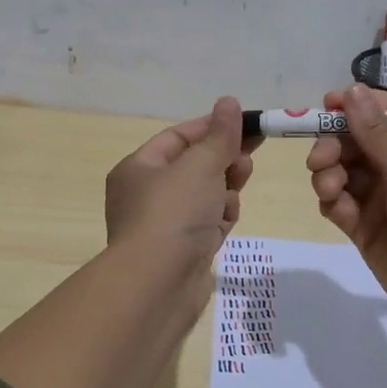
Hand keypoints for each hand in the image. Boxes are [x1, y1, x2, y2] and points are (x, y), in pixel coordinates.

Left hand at [105, 97, 260, 269]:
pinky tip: (226, 221)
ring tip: (236, 190)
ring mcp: (165, 224)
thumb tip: (229, 102)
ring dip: (225, 189)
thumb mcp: (199, 165)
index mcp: (139, 168)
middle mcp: (147, 194)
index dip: (212, 128)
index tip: (247, 124)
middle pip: (194, 166)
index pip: (179, 137)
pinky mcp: (183, 249)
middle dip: (223, 160)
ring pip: (205, 194)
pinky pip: (207, 222)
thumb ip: (219, 135)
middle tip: (248, 159)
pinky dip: (220, 217)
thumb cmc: (173, 213)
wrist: (157, 285)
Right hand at [306, 84, 386, 333]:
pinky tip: (337, 209)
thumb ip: (376, 131)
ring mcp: (381, 197)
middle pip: (354, 141)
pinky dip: (332, 201)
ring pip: (341, 171)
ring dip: (328, 174)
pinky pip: (338, 203)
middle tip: (320, 159)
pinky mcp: (364, 227)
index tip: (325, 106)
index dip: (354, 107)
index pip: (382, 113)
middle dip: (332, 144)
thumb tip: (351, 88)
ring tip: (330, 189)